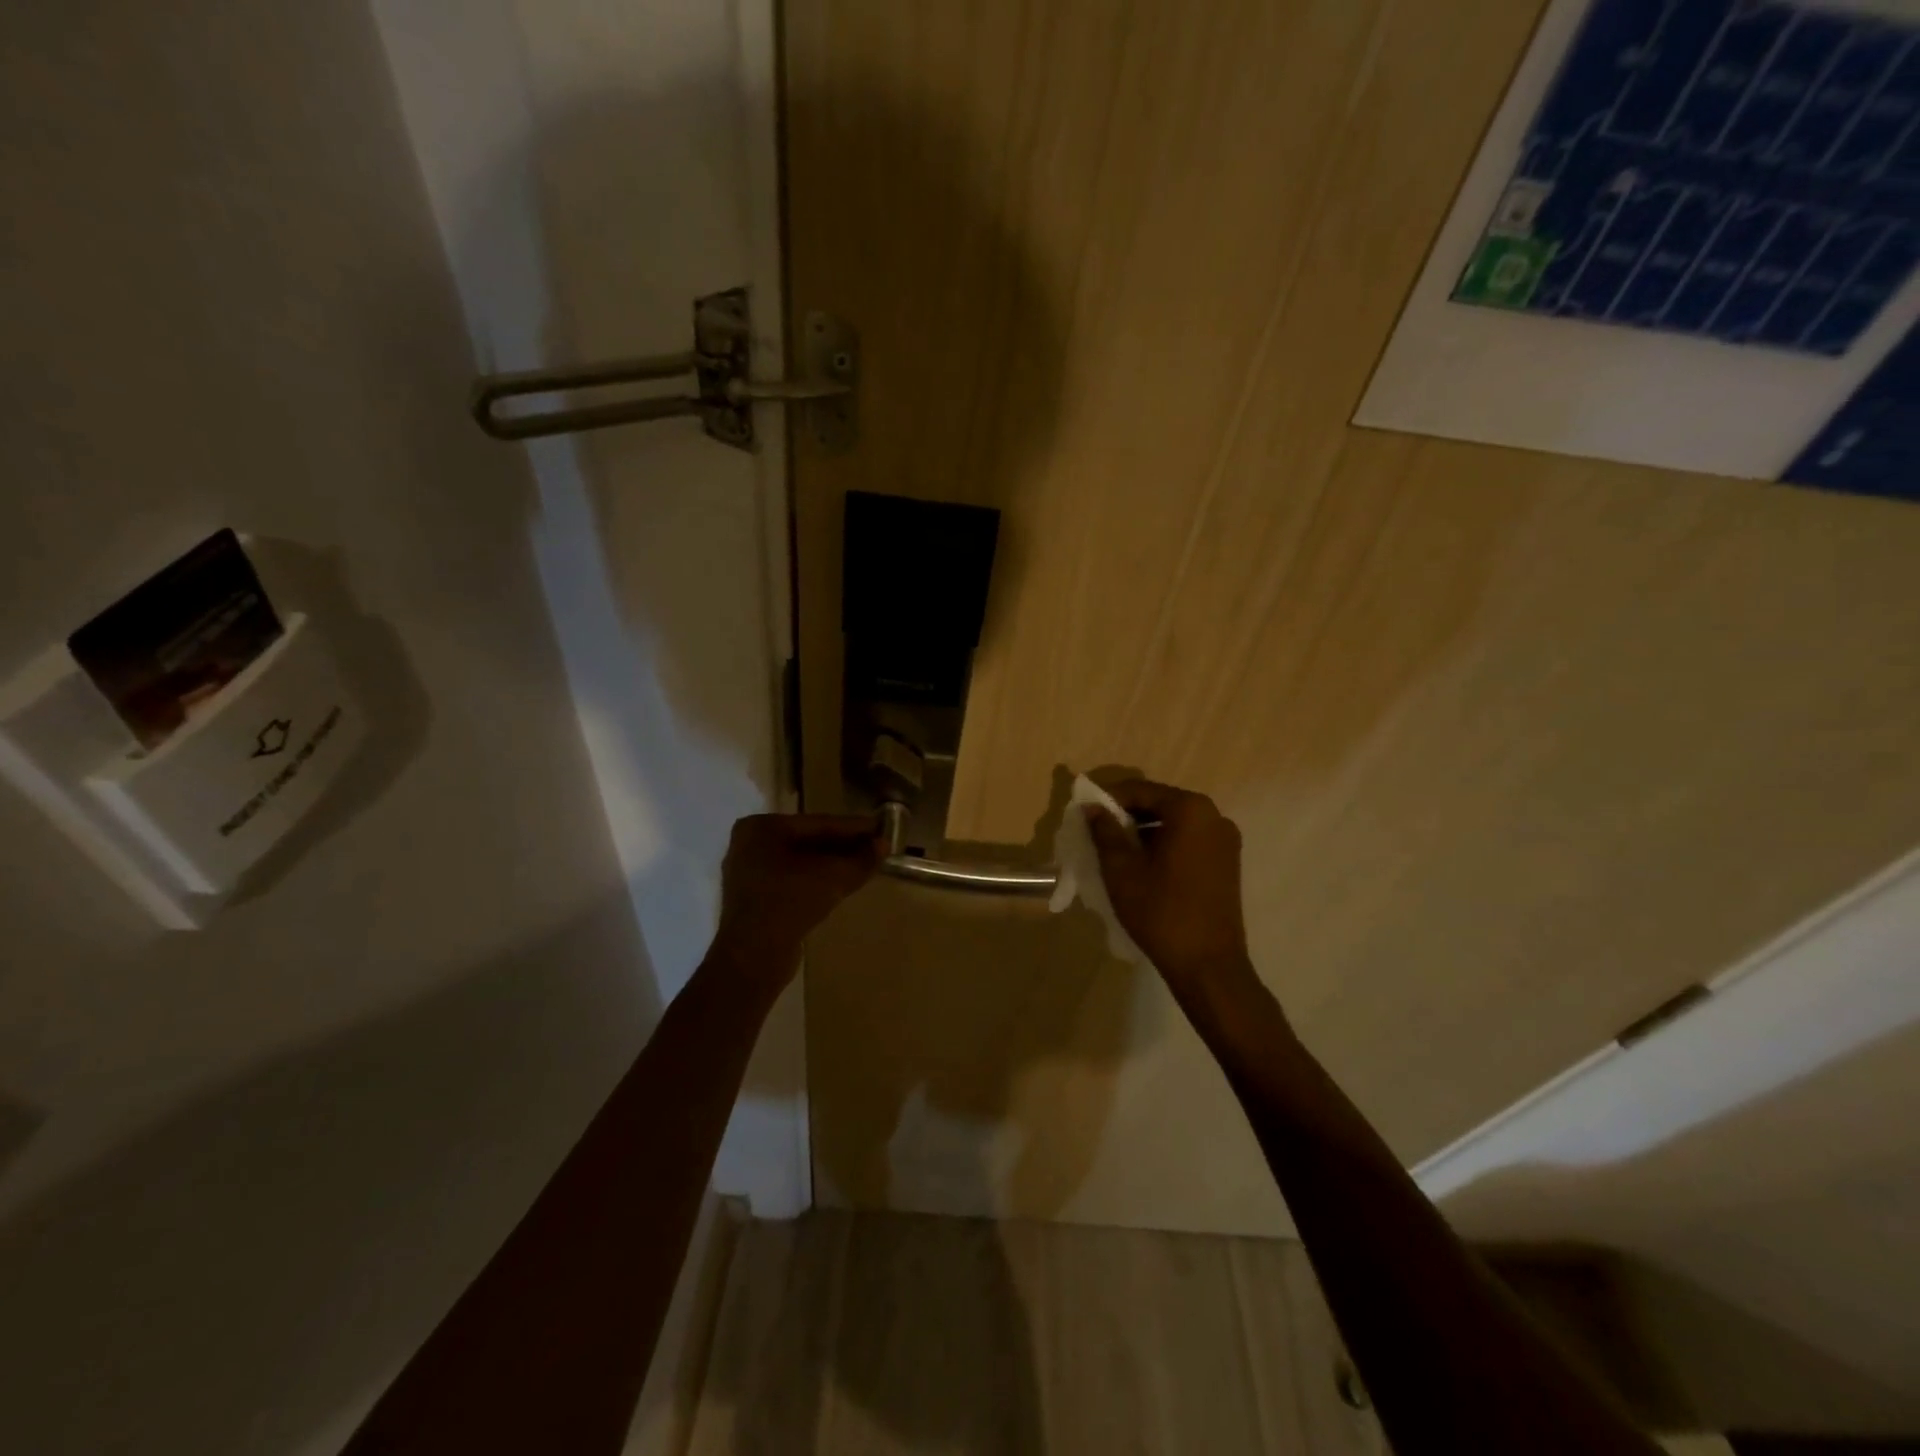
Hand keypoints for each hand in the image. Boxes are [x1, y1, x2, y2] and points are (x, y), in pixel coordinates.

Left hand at [710, 813, 883, 984]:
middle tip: (876, 846)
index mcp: (761, 827)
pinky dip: (816, 880)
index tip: (880, 827)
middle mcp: (749, 844)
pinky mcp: (753, 899)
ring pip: (800, 862)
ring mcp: (748, 872)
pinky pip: (791, 880)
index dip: (853, 827)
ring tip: (864, 864)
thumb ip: (861, 859)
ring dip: (832, 864)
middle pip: (808, 841)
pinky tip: (840, 884)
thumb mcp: (833, 877)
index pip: (817, 824)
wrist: (753, 957)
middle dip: (843, 846)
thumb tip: (883, 845)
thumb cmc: (789, 902)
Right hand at [1085, 780, 1253, 996]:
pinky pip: (1189, 841)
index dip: (1109, 798)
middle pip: (1160, 803)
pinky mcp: (1227, 863)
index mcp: (1190, 810)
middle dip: (1127, 814)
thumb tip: (1092, 808)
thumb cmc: (1160, 911)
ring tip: (1116, 850)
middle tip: (1098, 832)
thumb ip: (1105, 831)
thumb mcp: (1121, 869)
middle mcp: (1214, 817)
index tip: (1085, 813)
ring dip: (1145, 831)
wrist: (1208, 965)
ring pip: (1175, 823)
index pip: (1141, 790)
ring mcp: (1225, 841)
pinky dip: (1164, 844)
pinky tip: (1143, 865)